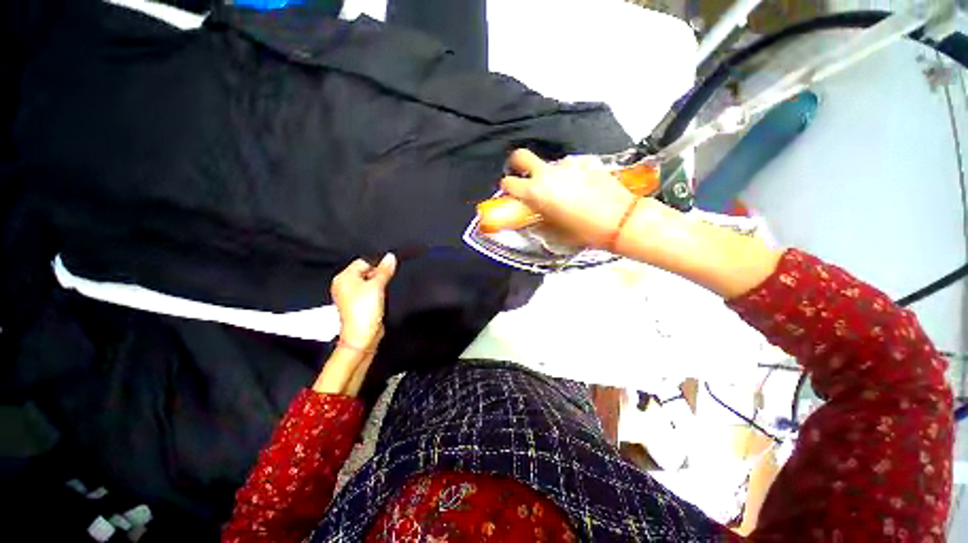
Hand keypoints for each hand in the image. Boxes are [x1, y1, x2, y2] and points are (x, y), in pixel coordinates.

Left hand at [331, 254, 396, 347]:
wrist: (362, 336)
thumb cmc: (364, 310)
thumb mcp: (377, 286)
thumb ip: (384, 270)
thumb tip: (391, 257)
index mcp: (343, 277)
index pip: (363, 262)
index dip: (376, 266)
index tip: (385, 275)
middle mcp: (344, 285)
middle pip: (365, 272)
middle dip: (377, 277)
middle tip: (382, 286)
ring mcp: (350, 296)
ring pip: (368, 283)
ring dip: (377, 287)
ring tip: (380, 295)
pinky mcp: (357, 305)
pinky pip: (369, 293)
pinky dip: (376, 295)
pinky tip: (379, 301)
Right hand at [501, 149, 655, 247]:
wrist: (619, 220)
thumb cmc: (583, 231)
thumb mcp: (554, 232)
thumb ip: (537, 221)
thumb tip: (531, 216)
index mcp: (536, 192)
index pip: (509, 183)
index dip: (506, 188)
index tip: (510, 193)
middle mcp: (547, 173)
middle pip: (521, 156)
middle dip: (516, 164)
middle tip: (523, 175)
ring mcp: (567, 164)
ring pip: (548, 164)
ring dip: (547, 174)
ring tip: (561, 189)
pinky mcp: (585, 161)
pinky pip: (569, 166)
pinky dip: (568, 174)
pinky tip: (580, 186)